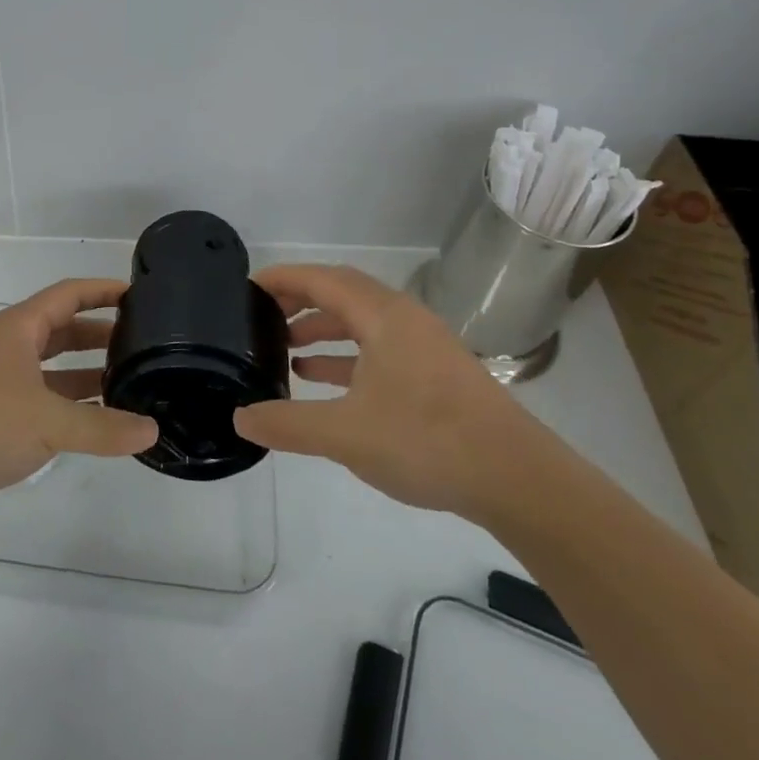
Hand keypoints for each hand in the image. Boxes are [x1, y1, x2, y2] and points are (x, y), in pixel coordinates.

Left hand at [0, 279, 158, 519]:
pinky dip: (63, 403)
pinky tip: (87, 422)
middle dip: (97, 335)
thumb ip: (102, 427)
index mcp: (19, 328)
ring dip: (82, 373)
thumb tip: (151, 431)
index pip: (69, 294)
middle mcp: (6, 346)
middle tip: (139, 345)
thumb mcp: (48, 422)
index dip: (102, 291)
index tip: (138, 294)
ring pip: (48, 367)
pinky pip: (36, 397)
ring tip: (123, 383)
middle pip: (60, 329)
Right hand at [232, 263, 543, 518]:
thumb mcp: (346, 435)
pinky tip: (324, 382)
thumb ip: (288, 424)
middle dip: (299, 301)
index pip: (321, 280)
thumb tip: (240, 417)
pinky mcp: (434, 373)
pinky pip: (378, 348)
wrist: (518, 480)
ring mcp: (423, 345)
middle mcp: (404, 319)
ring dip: (323, 330)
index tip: (247, 287)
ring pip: (361, 322)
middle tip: (261, 316)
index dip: (282, 279)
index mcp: (383, 316)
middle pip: (341, 293)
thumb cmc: (427, 441)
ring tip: (286, 351)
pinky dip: (346, 356)